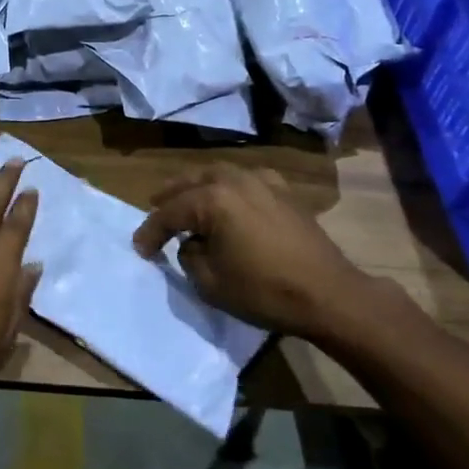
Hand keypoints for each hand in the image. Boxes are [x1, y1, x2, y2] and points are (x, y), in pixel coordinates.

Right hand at [132, 163, 394, 341]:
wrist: (329, 294)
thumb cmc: (265, 291)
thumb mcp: (211, 283)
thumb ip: (190, 256)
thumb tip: (192, 243)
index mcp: (212, 200)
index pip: (170, 213)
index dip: (151, 232)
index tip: (140, 249)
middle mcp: (234, 180)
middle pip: (191, 182)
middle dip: (169, 196)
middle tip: (153, 207)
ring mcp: (262, 181)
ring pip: (218, 174)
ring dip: (197, 186)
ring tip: (185, 198)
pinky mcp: (283, 191)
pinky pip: (245, 180)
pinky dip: (228, 186)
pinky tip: (228, 198)